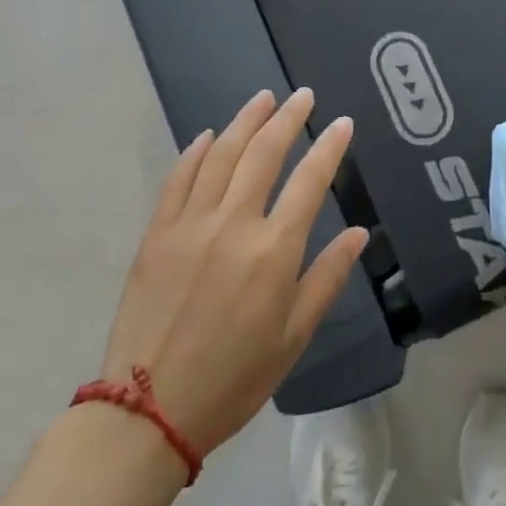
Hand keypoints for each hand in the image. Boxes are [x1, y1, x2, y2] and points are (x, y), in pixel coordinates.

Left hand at [101, 88, 367, 456]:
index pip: (310, 180)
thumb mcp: (294, 336)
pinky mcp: (157, 235)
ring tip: (263, 98)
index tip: (342, 122)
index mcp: (274, 250)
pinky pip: (178, 179)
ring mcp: (190, 225)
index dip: (330, 147)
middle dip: (288, 118)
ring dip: (245, 122)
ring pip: (221, 156)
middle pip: (264, 154)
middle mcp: (234, 224)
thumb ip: (327, 277)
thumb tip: (358, 233)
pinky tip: (209, 136)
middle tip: (303, 94)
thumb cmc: (234, 377)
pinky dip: (196, 152)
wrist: (147, 411)